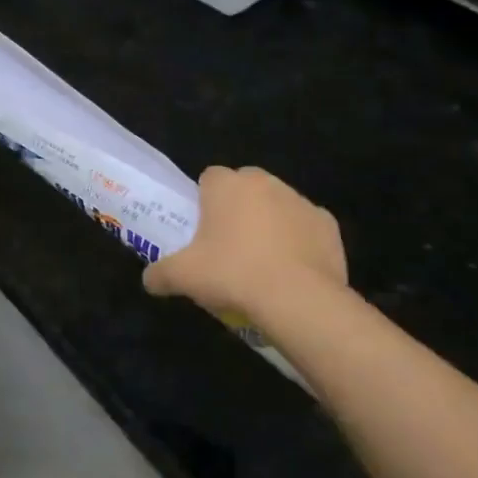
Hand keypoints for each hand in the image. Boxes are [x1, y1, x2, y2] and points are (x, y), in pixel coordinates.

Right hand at [143, 166, 348, 329]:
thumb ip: (159, 274)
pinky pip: (305, 227)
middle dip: (237, 207)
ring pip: (277, 205)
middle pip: (245, 186)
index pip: (209, 177)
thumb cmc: (232, 274)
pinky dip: (298, 242)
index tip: (200, 228)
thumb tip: (148, 281)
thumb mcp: (182, 277)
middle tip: (226, 244)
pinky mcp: (328, 225)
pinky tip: (290, 270)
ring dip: (268, 223)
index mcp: (227, 185)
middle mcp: (265, 183)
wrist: (298, 300)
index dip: (203, 200)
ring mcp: (301, 201)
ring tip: (260, 262)